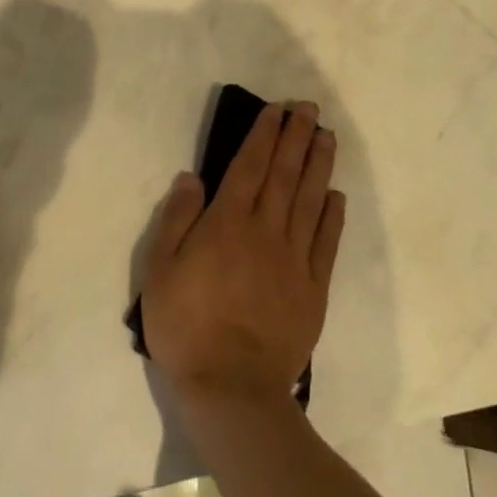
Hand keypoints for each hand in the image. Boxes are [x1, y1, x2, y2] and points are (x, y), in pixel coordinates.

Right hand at [140, 101, 345, 413]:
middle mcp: (266, 231)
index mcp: (228, 223)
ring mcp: (294, 259)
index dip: (265, 135)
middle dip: (297, 138)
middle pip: (284, 174)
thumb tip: (192, 177)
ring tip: (327, 137)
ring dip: (319, 165)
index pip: (250, 166)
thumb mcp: (161, 269)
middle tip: (310, 109)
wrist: (232, 387)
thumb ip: (177, 218)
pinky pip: (326, 243)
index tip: (277, 110)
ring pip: (310, 200)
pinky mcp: (313, 288)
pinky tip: (336, 195)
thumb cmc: (187, 326)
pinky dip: (332, 216)